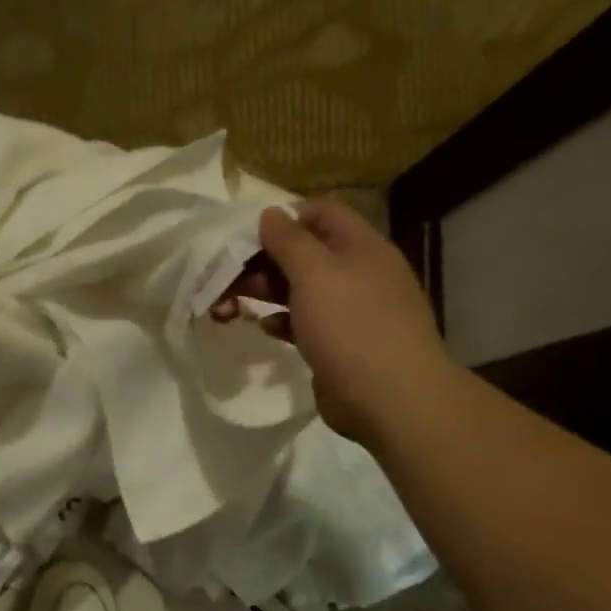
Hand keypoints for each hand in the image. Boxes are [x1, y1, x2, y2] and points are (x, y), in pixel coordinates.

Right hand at [218, 199, 455, 443]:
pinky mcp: (337, 345)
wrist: (387, 397)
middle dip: (261, 263)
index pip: (320, 213)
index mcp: (359, 246)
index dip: (283, 221)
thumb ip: (289, 241)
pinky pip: (304, 323)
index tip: (246, 241)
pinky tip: (264, 329)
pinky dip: (281, 322)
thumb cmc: (351, 326)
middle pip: (303, 254)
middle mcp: (356, 273)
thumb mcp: (315, 273)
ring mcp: (349, 311)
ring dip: (264, 294)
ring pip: (299, 290)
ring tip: (228, 308)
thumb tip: (270, 213)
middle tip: (223, 280)